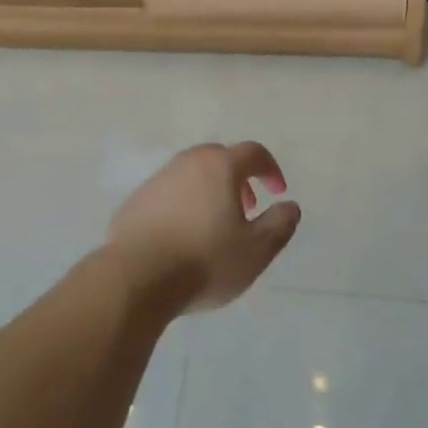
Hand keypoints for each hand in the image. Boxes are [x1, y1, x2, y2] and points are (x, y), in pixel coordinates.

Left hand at [106, 143, 300, 312]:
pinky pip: (169, 192)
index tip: (277, 193)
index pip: (253, 152)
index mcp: (219, 166)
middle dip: (239, 178)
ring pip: (192, 174)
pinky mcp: (137, 198)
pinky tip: (183, 236)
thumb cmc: (204, 260)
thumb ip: (279, 224)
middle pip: (220, 158)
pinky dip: (184, 204)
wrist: (136, 276)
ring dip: (210, 191)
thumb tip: (290, 205)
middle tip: (247, 209)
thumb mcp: (256, 251)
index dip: (270, 169)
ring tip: (215, 226)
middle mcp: (187, 162)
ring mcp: (158, 178)